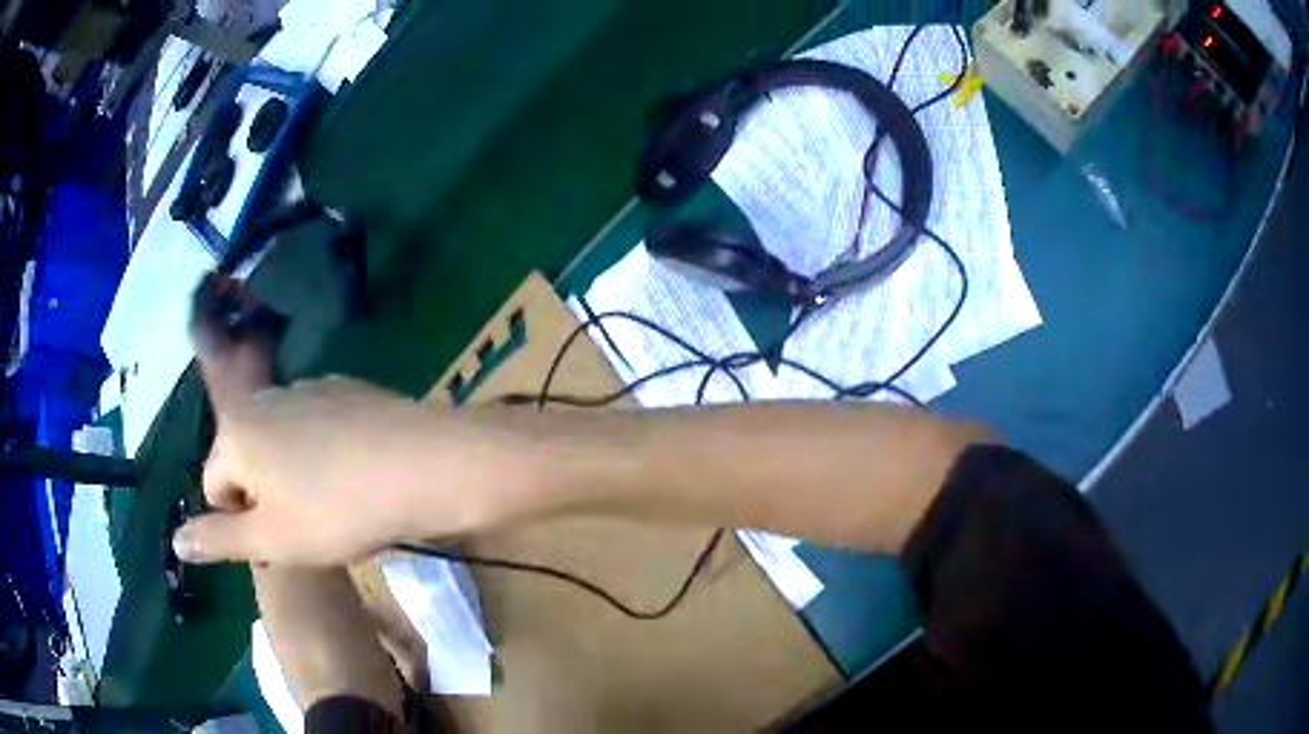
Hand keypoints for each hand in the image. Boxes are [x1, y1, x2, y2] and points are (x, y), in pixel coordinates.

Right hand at [175, 376, 502, 565]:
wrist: (424, 465)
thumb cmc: (338, 511)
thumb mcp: (272, 540)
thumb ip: (218, 540)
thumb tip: (175, 541)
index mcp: (238, 431)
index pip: (213, 484)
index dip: (240, 522)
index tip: (280, 538)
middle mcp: (265, 399)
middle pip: (244, 457)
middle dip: (265, 496)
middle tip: (307, 525)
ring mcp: (307, 387)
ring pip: (280, 443)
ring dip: (293, 475)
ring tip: (333, 503)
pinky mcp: (345, 388)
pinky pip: (316, 428)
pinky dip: (324, 454)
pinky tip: (356, 474)